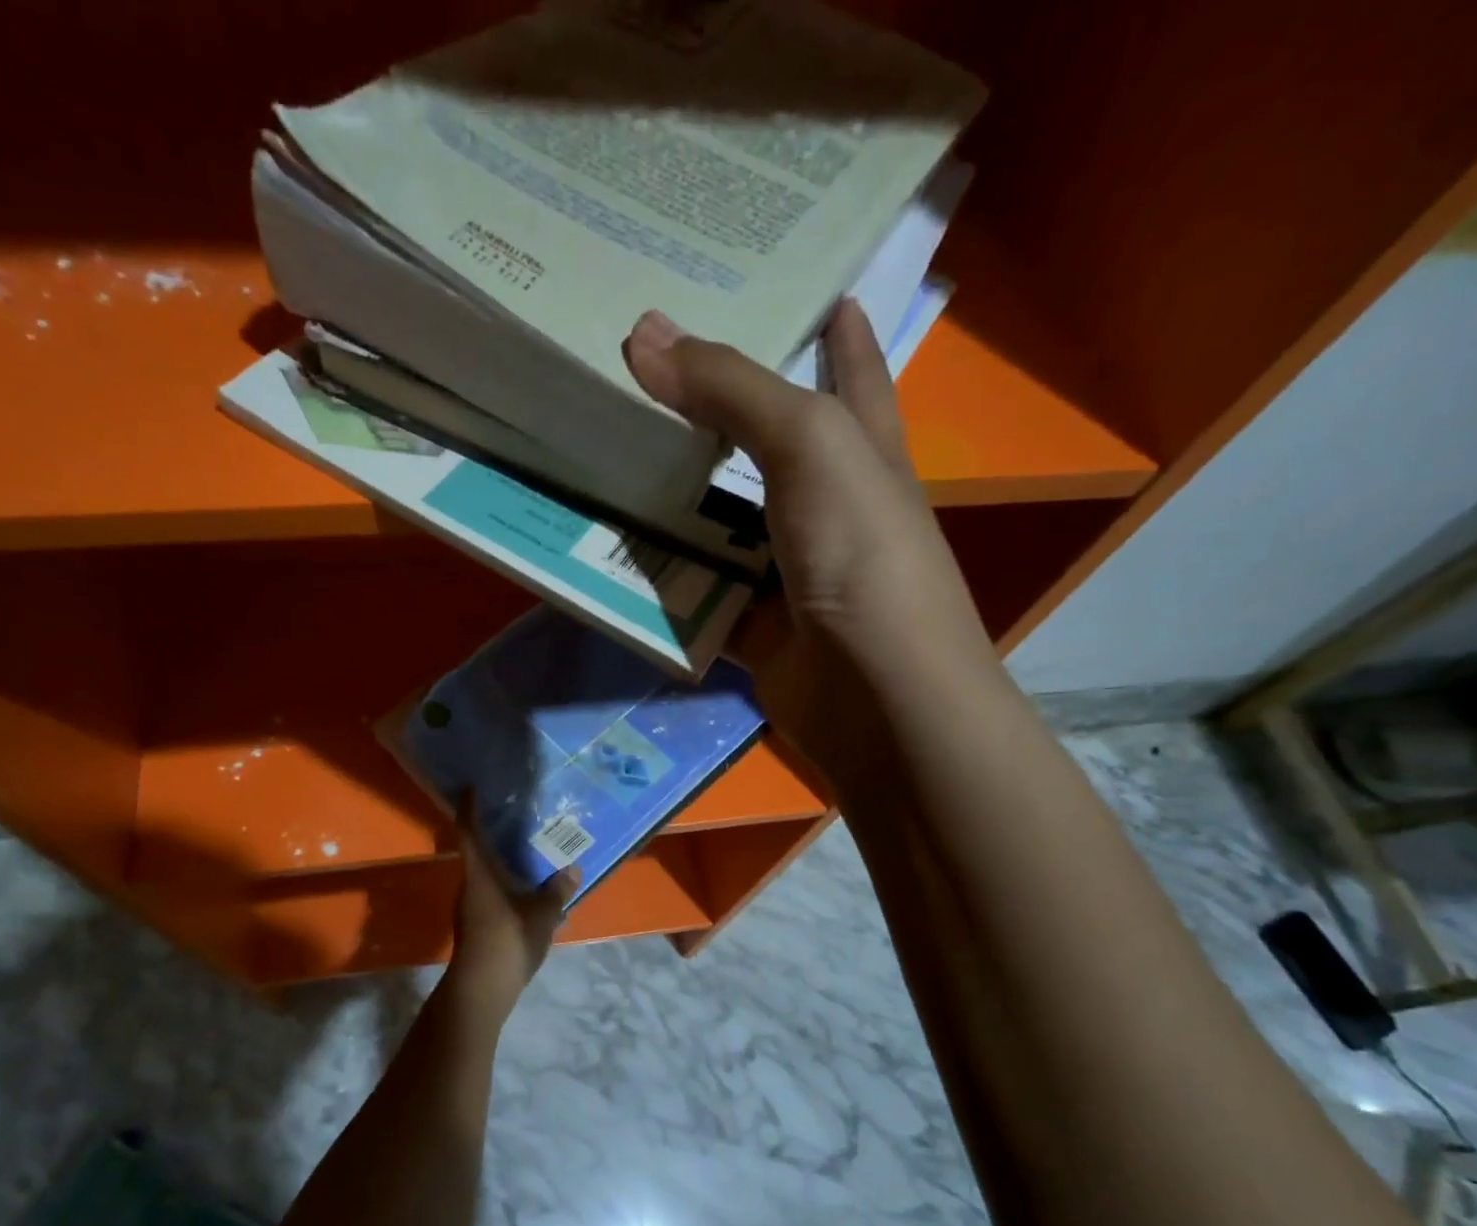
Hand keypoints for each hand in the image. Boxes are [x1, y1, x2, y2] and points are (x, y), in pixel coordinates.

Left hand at [446, 804, 579, 1019]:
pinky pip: (490, 892)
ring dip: (501, 861)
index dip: (469, 807)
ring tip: (527, 851)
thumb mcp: (542, 915)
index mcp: (479, 874)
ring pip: (484, 874)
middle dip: (491, 832)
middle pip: (476, 850)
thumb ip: (556, 891)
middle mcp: (469, 885)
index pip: (469, 831)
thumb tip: (572, 869)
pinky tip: (527, 889)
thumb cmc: (508, 941)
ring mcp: (469, 907)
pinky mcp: (475, 926)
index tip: (473, 787)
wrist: (480, 991)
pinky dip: (505, 883)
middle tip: (515, 816)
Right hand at [623, 301, 993, 776]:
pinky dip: (659, 576)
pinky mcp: (751, 621)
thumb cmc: (862, 550)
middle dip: (712, 409)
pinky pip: (695, 588)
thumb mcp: (809, 444)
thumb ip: (732, 389)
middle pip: (760, 441)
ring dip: (668, 496)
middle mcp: (824, 502)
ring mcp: (786, 567)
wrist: (875, 692)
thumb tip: (645, 333)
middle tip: (642, 367)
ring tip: (601, 450)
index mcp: (860, 446)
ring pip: (716, 519)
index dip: (833, 324)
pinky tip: (606, 549)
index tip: (793, 282)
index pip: (850, 366)